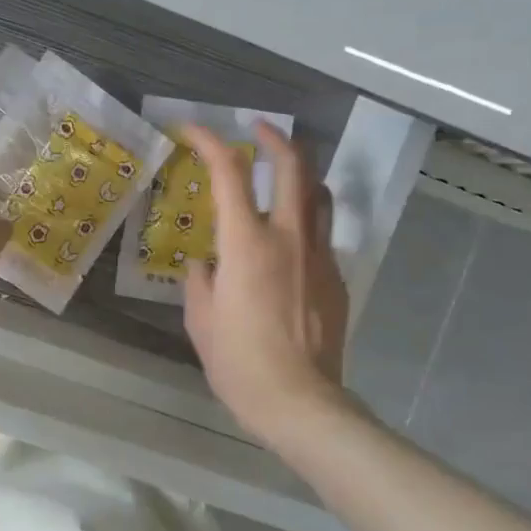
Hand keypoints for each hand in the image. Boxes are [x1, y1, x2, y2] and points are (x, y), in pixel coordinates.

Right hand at [184, 123, 348, 446]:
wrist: (300, 401)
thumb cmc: (239, 362)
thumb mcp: (201, 321)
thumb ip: (200, 281)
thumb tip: (206, 265)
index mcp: (247, 244)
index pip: (229, 174)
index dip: (210, 143)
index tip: (195, 130)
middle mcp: (289, 237)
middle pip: (293, 166)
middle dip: (275, 138)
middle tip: (257, 129)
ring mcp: (319, 256)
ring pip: (319, 194)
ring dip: (300, 173)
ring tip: (281, 175)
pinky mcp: (336, 278)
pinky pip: (322, 234)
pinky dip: (305, 220)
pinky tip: (288, 242)